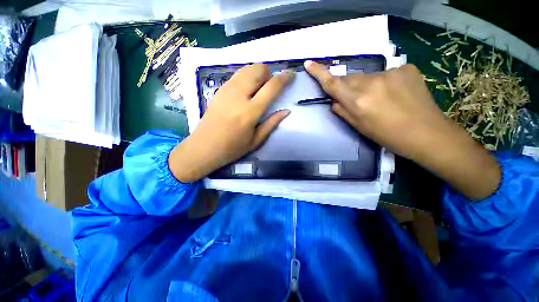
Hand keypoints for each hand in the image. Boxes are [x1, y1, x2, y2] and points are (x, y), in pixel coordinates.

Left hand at [169, 64, 292, 181]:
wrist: (204, 147)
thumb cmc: (232, 148)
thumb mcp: (256, 140)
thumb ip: (272, 123)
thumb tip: (286, 110)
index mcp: (250, 111)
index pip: (271, 87)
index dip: (284, 78)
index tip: (291, 75)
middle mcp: (238, 95)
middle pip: (257, 70)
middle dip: (269, 73)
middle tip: (271, 85)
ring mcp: (226, 90)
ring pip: (246, 69)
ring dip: (257, 73)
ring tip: (259, 86)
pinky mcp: (219, 90)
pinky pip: (237, 75)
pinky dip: (246, 76)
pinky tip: (246, 89)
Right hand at [305, 61, 499, 199]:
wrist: (427, 133)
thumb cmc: (388, 136)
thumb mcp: (359, 127)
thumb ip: (343, 111)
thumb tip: (335, 101)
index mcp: (358, 101)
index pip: (333, 83)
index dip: (319, 73)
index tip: (309, 63)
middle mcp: (371, 83)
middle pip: (350, 78)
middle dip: (349, 87)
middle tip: (358, 100)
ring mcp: (391, 73)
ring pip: (367, 76)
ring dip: (367, 86)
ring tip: (381, 100)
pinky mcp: (406, 69)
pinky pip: (386, 74)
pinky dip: (385, 82)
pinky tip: (396, 94)